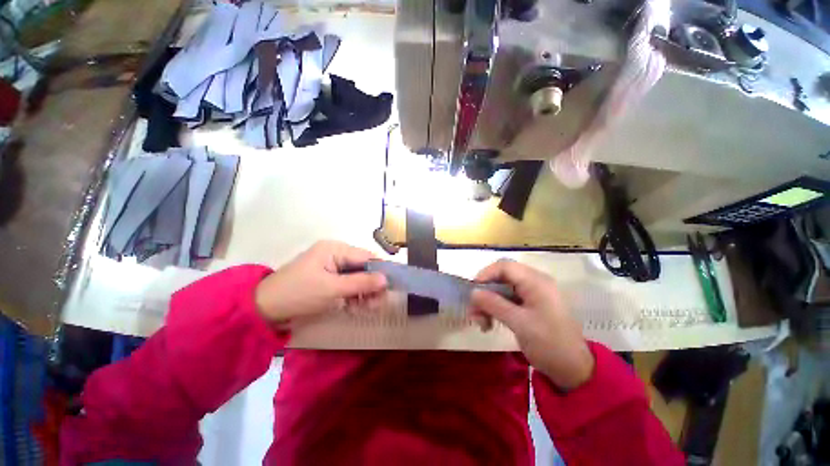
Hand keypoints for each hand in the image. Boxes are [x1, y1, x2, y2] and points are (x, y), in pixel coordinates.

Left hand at [254, 241, 386, 323]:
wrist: (264, 310)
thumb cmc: (298, 293)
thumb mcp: (332, 289)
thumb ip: (361, 283)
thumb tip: (386, 279)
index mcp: (336, 249)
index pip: (367, 256)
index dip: (381, 270)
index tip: (392, 286)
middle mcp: (337, 255)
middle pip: (364, 268)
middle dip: (372, 286)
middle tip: (378, 304)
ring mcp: (333, 268)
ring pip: (358, 278)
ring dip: (365, 293)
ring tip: (368, 309)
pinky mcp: (330, 281)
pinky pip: (349, 286)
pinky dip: (355, 297)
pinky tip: (358, 308)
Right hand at [471, 259, 593, 390]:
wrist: (574, 370)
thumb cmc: (549, 344)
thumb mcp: (519, 323)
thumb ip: (494, 304)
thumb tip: (473, 292)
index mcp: (536, 282)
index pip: (504, 266)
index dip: (485, 275)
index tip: (473, 292)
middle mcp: (534, 282)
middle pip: (501, 277)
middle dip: (485, 292)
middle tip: (474, 312)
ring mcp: (533, 294)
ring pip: (502, 289)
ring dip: (489, 302)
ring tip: (482, 323)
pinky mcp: (531, 305)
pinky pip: (508, 299)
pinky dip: (496, 308)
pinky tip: (490, 323)